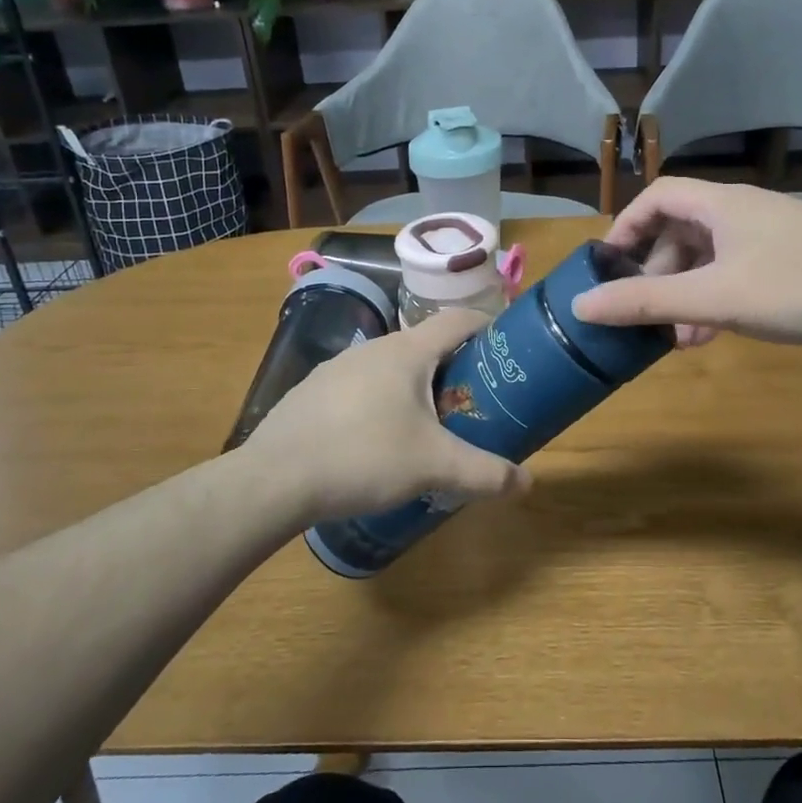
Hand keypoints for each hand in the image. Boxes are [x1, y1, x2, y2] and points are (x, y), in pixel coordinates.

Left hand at [241, 307, 529, 523]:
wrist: (274, 479)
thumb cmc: (364, 456)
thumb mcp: (434, 466)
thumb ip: (485, 473)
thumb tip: (527, 483)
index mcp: (407, 351)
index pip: (458, 319)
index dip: (489, 326)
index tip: (510, 348)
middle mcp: (373, 348)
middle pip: (427, 345)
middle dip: (457, 367)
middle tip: (477, 399)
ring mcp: (338, 368)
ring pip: (392, 368)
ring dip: (418, 387)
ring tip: (432, 424)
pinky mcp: (314, 392)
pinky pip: (363, 388)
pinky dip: (384, 403)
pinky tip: (381, 441)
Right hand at [572, 177, 801, 346]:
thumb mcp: (716, 298)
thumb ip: (647, 302)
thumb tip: (581, 304)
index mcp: (720, 204)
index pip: (656, 197)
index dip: (625, 227)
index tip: (607, 267)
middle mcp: (742, 210)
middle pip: (680, 229)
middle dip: (656, 273)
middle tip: (644, 313)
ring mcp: (770, 234)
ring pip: (709, 256)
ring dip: (686, 292)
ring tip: (678, 338)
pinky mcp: (792, 258)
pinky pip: (736, 271)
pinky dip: (716, 298)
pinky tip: (715, 334)